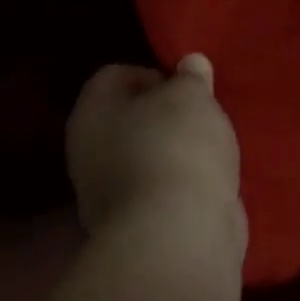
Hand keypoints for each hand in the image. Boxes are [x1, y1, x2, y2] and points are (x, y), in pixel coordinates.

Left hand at [66, 55, 245, 249]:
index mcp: (89, 113)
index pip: (113, 76)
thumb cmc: (176, 148)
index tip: (187, 90)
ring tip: (212, 156)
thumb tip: (189, 65)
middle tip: (202, 121)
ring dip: (174, 157)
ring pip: (144, 162)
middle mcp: (87, 153)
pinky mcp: (134, 229)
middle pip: (128, 122)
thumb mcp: (191, 97)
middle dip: (165, 120)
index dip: (152, 74)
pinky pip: (159, 195)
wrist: (177, 235)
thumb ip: (190, 78)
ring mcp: (107, 197)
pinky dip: (180, 191)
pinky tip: (209, 190)